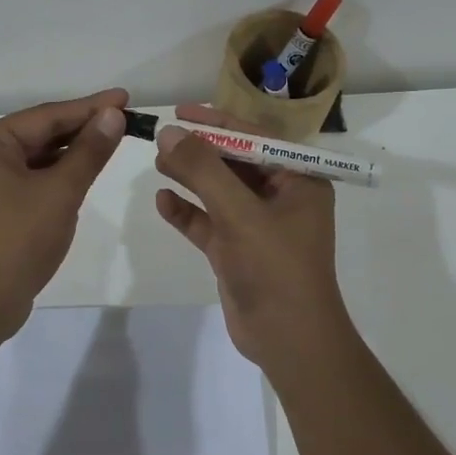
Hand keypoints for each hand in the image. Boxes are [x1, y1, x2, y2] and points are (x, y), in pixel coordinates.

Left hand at [0, 88, 129, 341]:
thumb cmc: (17, 240)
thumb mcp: (60, 191)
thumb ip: (89, 151)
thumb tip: (113, 115)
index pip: (48, 115)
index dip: (90, 106)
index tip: (125, 98)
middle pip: (42, 132)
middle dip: (83, 127)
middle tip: (125, 119)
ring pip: (40, 156)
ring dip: (74, 150)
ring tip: (113, 140)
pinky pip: (34, 178)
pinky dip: (60, 173)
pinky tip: (86, 171)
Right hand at [152, 103, 349, 369]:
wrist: (289, 341)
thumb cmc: (275, 268)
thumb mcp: (239, 213)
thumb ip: (203, 170)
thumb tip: (170, 133)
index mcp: (298, 181)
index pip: (255, 140)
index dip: (217, 123)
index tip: (181, 112)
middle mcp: (281, 198)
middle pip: (234, 163)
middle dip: (199, 150)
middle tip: (161, 137)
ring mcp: (258, 226)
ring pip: (219, 192)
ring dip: (190, 177)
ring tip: (157, 161)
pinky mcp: (238, 251)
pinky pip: (209, 223)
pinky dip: (188, 212)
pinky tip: (163, 202)